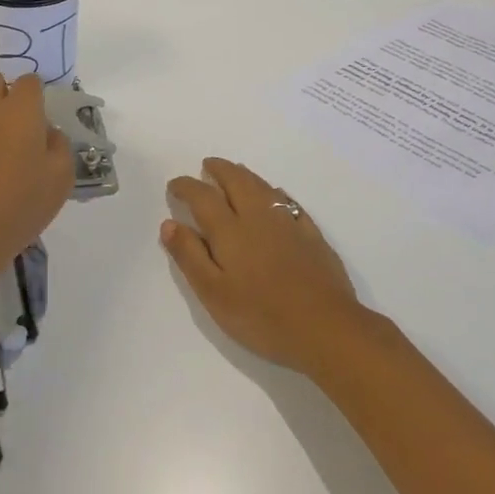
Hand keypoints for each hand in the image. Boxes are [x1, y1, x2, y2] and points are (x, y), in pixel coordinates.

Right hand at [162, 158, 364, 374]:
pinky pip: (289, 202)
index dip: (186, 187)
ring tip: (235, 172)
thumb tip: (169, 224)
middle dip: (219, 170)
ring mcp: (288, 223)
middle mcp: (258, 217)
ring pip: (263, 186)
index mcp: (230, 230)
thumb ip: (190, 256)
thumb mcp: (214, 293)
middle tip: (207, 166)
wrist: (326, 328)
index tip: (175, 185)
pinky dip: (275, 193)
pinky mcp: (312, 235)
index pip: (203, 197)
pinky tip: (275, 197)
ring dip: (244, 175)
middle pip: (236, 180)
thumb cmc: (262, 316)